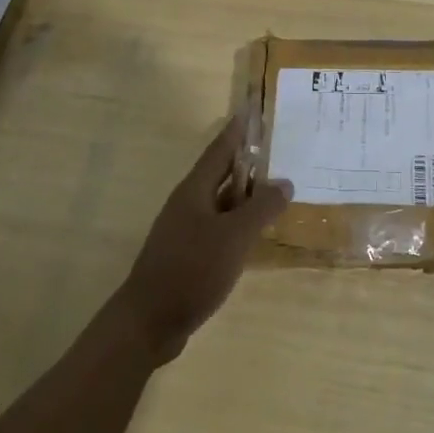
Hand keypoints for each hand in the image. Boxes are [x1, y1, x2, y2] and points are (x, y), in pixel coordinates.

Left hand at [114, 118, 290, 362]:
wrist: (149, 322)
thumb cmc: (191, 269)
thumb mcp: (234, 236)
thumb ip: (261, 208)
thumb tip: (284, 182)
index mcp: (195, 191)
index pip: (220, 150)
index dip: (237, 130)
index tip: (251, 109)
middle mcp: (188, 204)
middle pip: (221, 174)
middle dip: (246, 161)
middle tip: (275, 148)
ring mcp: (186, 231)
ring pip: (221, 203)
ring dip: (245, 195)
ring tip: (275, 188)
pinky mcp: (188, 256)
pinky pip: (219, 228)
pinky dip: (239, 223)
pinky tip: (255, 233)